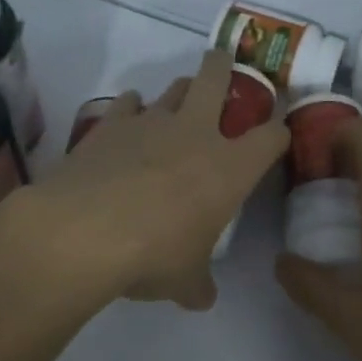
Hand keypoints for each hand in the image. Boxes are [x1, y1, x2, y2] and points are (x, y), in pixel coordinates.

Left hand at [22, 49, 287, 309]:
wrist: (83, 232)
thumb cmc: (153, 255)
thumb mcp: (185, 281)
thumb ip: (198, 284)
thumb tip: (202, 298)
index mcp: (230, 168)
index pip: (270, 138)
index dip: (278, 133)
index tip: (277, 134)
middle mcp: (196, 133)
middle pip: (216, 79)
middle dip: (223, 66)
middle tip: (223, 62)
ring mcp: (150, 122)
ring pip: (173, 88)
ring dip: (180, 90)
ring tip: (179, 100)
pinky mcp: (109, 124)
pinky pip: (127, 104)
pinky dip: (132, 108)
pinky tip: (128, 117)